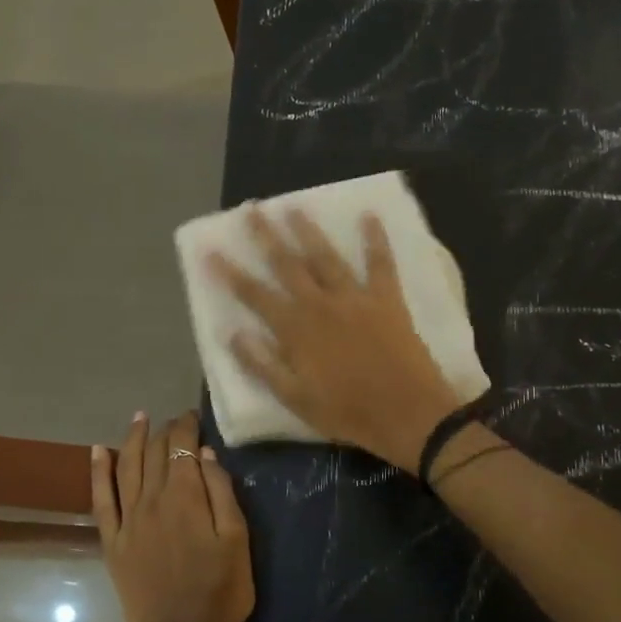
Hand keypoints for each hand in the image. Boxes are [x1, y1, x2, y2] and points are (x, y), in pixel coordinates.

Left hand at [91, 410, 254, 621]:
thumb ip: (221, 492)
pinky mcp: (112, 543)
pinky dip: (97, 473)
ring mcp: (127, 522)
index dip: (187, 426)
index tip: (194, 416)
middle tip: (174, 421)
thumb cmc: (221, 592)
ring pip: (125, 467)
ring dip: (132, 439)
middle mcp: (151, 501)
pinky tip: (97, 452)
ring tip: (139, 418)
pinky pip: (100, 500)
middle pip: (154, 453)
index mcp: (185, 497)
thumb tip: (204, 454)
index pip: (182, 447)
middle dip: (164, 431)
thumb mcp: (238, 540)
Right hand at [208, 207, 469, 471]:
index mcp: (296, 331)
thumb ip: (263, 365)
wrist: (409, 415)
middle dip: (266, 236)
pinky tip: (370, 215)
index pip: (255, 295)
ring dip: (308, 230)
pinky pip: (381, 263)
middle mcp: (321, 305)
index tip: (211, 250)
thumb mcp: (296, 400)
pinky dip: (375, 239)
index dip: (230, 273)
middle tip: (251, 210)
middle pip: (288, 264)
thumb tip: (232, 334)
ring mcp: (356, 298)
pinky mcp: (388, 299)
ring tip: (293, 207)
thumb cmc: (349, 413)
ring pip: (326, 256)